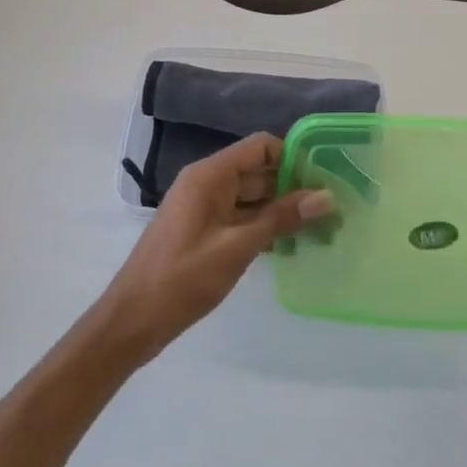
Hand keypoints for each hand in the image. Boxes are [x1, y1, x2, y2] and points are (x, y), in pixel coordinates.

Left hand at [100, 134, 332, 359]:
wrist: (133, 320)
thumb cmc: (183, 278)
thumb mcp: (237, 247)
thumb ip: (281, 218)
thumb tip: (325, 196)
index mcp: (210, 176)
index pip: (260, 147)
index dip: (293, 158)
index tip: (325, 179)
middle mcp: (207, 183)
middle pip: (259, 172)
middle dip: (294, 188)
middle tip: (334, 208)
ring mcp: (204, 208)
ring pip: (253, 198)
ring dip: (282, 210)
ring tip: (322, 228)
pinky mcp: (204, 231)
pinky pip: (241, 218)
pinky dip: (265, 227)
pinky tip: (292, 245)